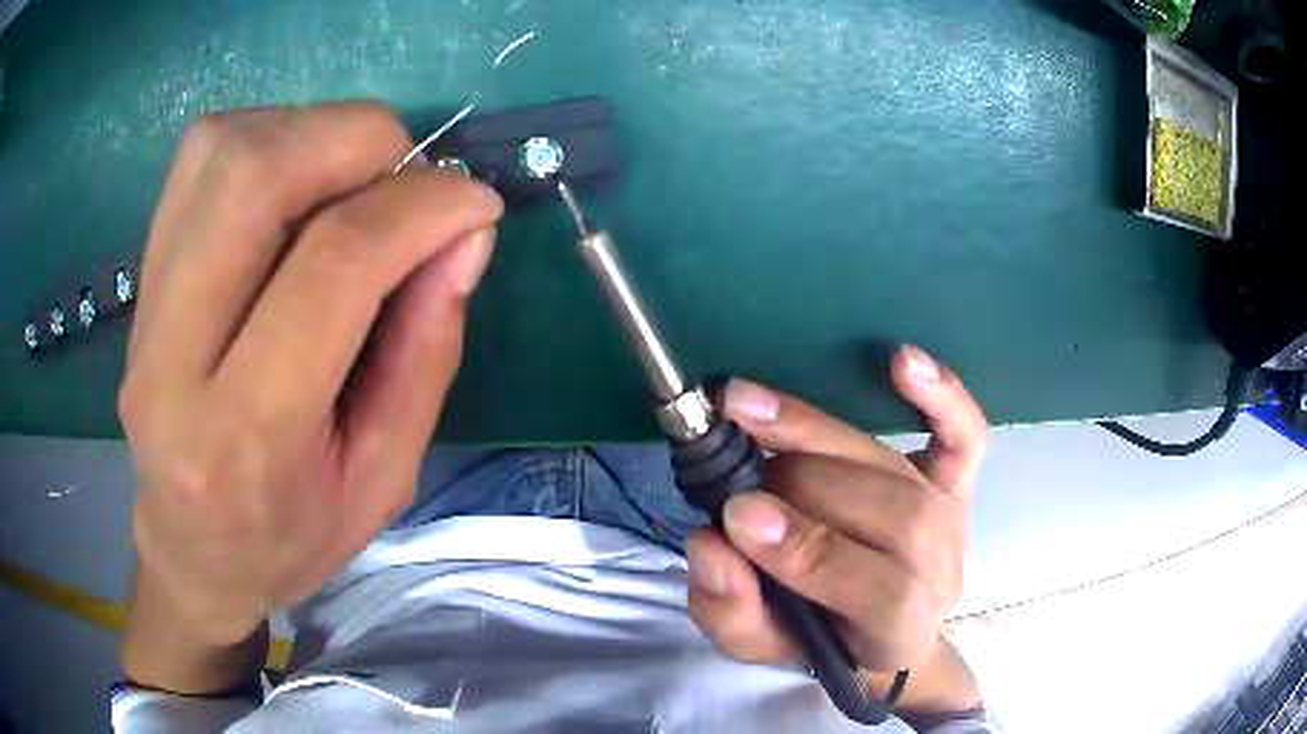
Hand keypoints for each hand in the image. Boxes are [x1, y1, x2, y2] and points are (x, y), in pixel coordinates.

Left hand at [120, 102, 503, 648]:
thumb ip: (427, 351)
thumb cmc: (291, 536)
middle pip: (253, 177)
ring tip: (354, 177)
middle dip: (357, 140)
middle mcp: (173, 359)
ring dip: (310, 132)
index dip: (420, 207)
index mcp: (245, 436)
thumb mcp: (384, 478)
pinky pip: (199, 159)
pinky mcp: (140, 277)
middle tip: (409, 172)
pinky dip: (267, 138)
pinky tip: (296, 183)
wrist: (193, 552)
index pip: (331, 267)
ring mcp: (145, 309)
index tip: (476, 202)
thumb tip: (466, 231)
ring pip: (221, 150)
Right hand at [687, 346, 987, 684]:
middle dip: (805, 487)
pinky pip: (964, 435)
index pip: (881, 592)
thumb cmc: (815, 636)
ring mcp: (953, 520)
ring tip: (753, 413)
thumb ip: (731, 612)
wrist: (873, 625)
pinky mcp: (956, 481)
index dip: (812, 552)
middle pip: (898, 518)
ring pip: (901, 472)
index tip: (738, 516)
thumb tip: (713, 543)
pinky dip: (943, 396)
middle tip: (736, 474)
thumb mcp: (759, 646)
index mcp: (899, 632)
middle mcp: (940, 572)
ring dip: (821, 437)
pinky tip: (902, 361)